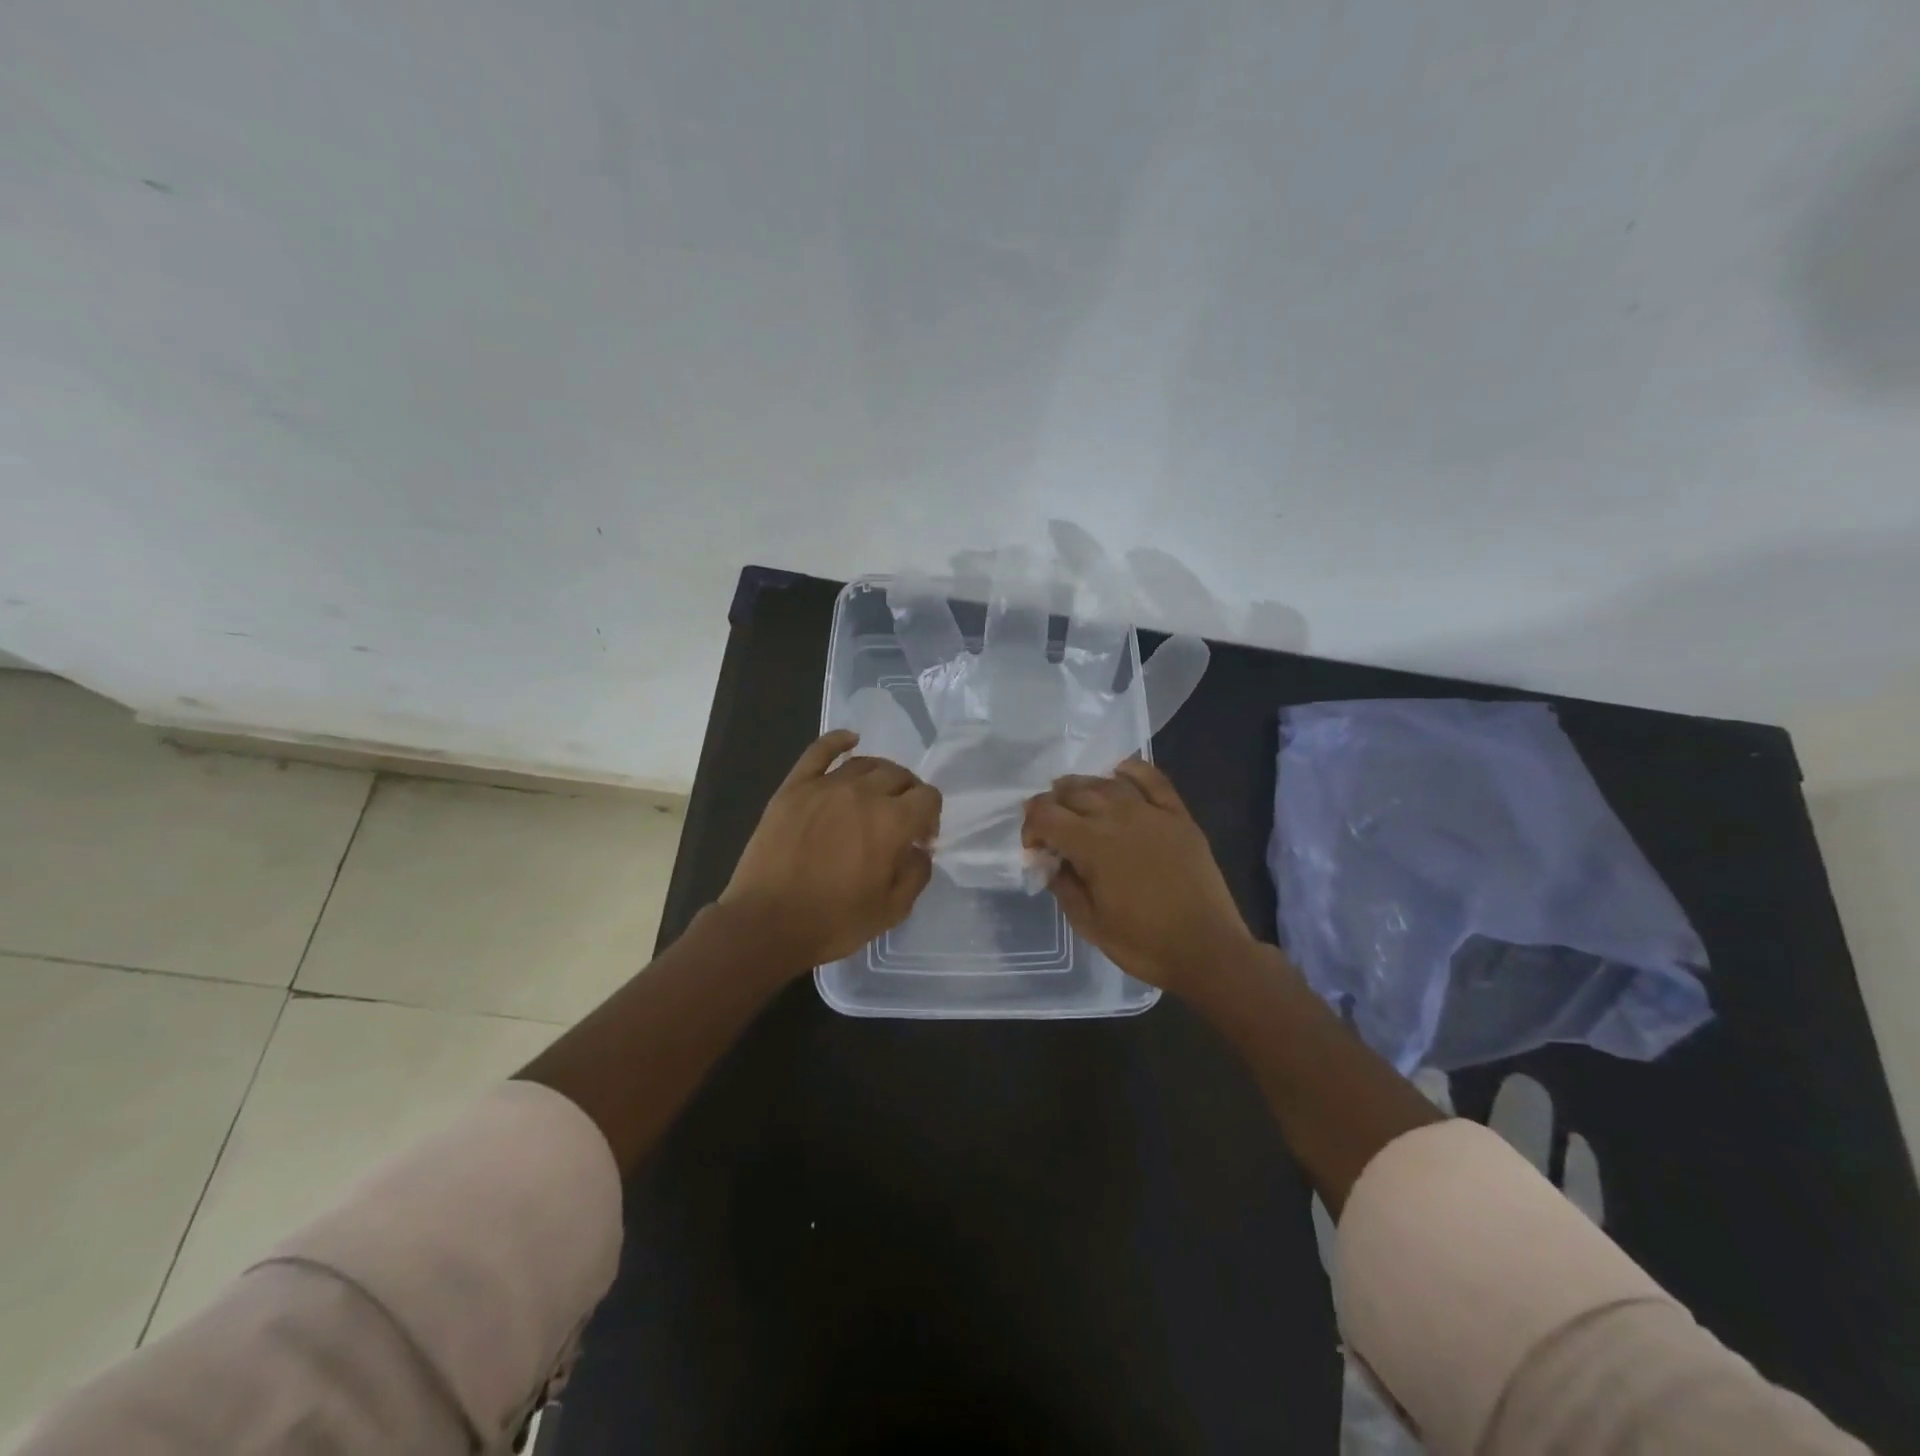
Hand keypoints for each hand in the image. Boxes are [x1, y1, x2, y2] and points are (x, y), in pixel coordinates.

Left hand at [721, 730, 941, 969]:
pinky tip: (850, 740)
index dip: (931, 817)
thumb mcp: (892, 910)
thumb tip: (920, 849)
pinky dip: (838, 741)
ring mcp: (825, 786)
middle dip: (909, 795)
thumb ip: (917, 873)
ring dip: (881, 776)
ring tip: (878, 795)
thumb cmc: (833, 922)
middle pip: (899, 776)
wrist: (766, 925)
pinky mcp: (794, 787)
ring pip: (865, 763)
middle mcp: (863, 793)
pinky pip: (819, 751)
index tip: (920, 840)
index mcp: (893, 822)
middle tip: (900, 821)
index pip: (928, 797)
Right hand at [1022, 760, 1253, 992]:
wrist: (1208, 950)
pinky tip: (1118, 773)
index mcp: (1091, 844)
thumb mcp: (1089, 923)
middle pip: (1073, 792)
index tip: (1034, 848)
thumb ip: (1063, 885)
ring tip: (1075, 800)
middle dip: (1052, 805)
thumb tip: (1050, 861)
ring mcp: (1151, 812)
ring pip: (1106, 783)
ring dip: (1083, 787)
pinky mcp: (1178, 816)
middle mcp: (1118, 817)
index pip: (1045, 815)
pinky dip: (1131, 771)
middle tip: (1051, 827)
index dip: (1030, 826)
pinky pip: (1152, 779)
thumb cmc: (1143, 943)